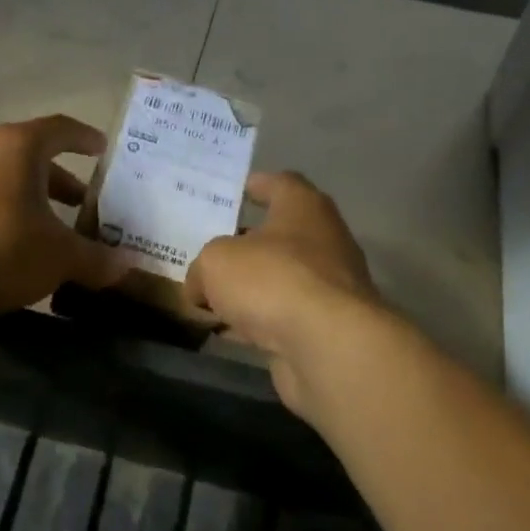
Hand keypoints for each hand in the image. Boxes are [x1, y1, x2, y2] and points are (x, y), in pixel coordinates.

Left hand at [0, 115, 129, 317]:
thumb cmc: (1, 247)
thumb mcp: (59, 256)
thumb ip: (96, 259)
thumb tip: (128, 267)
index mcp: (19, 147)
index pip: (61, 128)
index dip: (85, 138)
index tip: (102, 150)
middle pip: (33, 157)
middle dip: (62, 180)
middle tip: (85, 203)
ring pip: (6, 180)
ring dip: (33, 200)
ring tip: (53, 229)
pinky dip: (6, 214)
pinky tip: (15, 245)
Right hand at [186, 172, 380, 422]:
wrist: (328, 347)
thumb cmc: (273, 280)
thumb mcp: (216, 262)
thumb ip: (203, 268)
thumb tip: (199, 287)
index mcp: (304, 207)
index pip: (281, 183)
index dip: (257, 185)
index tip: (236, 191)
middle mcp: (324, 240)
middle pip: (281, 235)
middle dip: (247, 243)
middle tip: (212, 248)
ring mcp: (330, 287)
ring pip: (281, 278)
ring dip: (252, 287)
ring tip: (213, 295)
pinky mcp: (327, 327)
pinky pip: (284, 315)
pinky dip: (259, 321)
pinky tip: (230, 331)